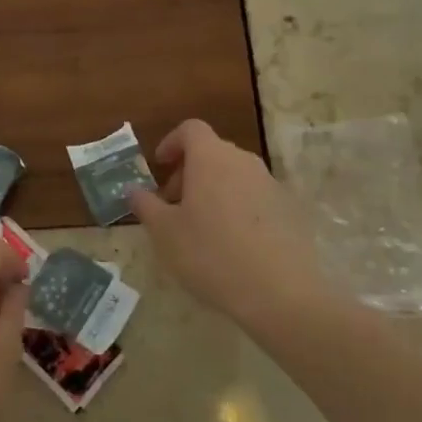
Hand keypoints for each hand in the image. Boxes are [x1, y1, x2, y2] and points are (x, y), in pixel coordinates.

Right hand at [128, 120, 326, 329]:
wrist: (279, 292)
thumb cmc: (210, 254)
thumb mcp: (164, 232)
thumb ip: (145, 205)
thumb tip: (133, 189)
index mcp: (211, 158)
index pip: (190, 129)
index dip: (171, 143)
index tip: (159, 167)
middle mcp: (243, 161)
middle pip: (211, 152)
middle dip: (188, 172)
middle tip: (173, 206)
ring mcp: (270, 184)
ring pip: (233, 175)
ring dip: (212, 190)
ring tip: (200, 228)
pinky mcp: (288, 209)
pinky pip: (254, 197)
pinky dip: (236, 207)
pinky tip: (231, 244)